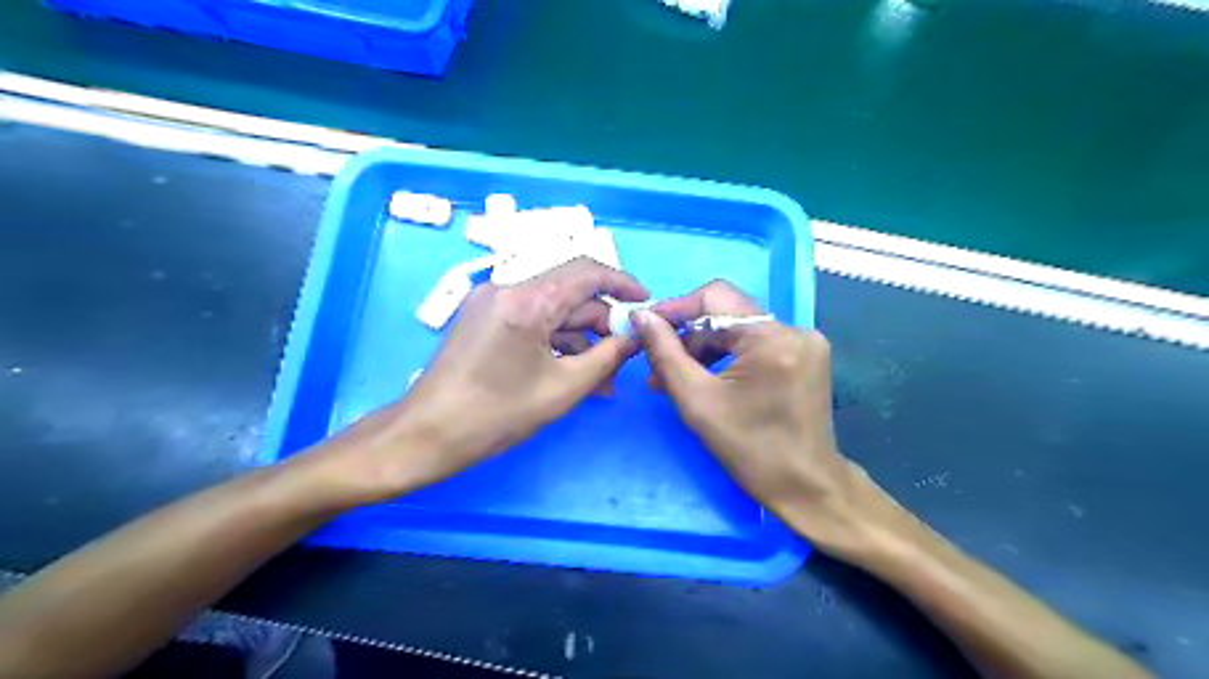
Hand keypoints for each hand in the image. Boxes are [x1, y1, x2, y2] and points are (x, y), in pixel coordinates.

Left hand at [316, 258, 645, 500]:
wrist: (427, 434)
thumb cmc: (497, 414)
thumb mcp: (564, 388)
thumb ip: (607, 356)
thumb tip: (635, 338)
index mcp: (528, 300)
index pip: (587, 272)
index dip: (622, 283)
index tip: (644, 302)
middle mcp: (507, 287)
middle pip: (570, 291)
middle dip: (601, 320)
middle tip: (623, 353)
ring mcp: (491, 301)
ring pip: (550, 308)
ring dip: (579, 336)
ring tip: (601, 376)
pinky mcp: (482, 317)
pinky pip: (530, 319)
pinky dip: (554, 339)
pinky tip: (571, 370)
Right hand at [637, 277, 884, 551]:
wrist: (806, 487)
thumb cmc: (749, 450)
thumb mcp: (697, 401)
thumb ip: (666, 353)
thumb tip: (643, 316)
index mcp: (771, 339)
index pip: (715, 297)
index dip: (676, 308)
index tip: (646, 325)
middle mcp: (794, 330)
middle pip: (727, 314)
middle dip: (688, 336)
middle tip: (656, 365)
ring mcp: (804, 342)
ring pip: (740, 328)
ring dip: (705, 348)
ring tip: (675, 378)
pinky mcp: (805, 355)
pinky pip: (756, 342)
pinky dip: (727, 356)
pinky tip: (707, 378)